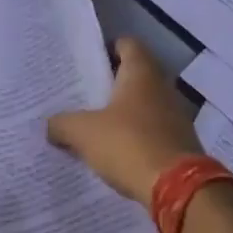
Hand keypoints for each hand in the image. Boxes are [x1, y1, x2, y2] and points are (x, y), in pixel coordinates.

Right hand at [47, 37, 202, 206]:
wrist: (177, 189)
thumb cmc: (128, 144)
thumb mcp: (83, 133)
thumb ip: (62, 124)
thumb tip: (51, 126)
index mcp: (141, 73)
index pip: (127, 44)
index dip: (107, 48)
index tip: (86, 62)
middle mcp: (162, 87)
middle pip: (135, 75)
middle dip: (111, 83)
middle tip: (82, 95)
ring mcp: (175, 115)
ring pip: (144, 104)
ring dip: (124, 112)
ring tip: (94, 124)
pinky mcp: (181, 142)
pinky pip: (153, 130)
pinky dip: (136, 135)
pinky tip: (116, 150)